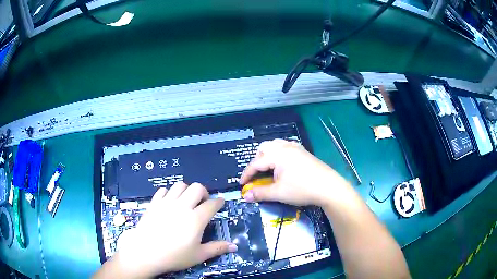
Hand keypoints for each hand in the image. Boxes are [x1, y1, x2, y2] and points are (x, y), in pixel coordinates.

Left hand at [113, 182, 237, 277]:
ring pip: (180, 185)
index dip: (219, 202)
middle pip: (197, 188)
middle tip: (203, 202)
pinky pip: (163, 190)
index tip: (220, 202)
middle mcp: (182, 206)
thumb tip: (234, 246)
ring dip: (186, 190)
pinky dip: (169, 193)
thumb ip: (217, 248)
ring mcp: (166, 203)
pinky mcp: (154, 203)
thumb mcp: (199, 255)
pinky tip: (169, 202)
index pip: (212, 204)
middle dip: (204, 192)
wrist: (145, 252)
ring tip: (187, 200)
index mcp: (196, 219)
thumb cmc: (174, 256)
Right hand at [240, 139, 349, 206]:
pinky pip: (286, 147)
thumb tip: (245, 196)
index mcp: (277, 155)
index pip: (256, 163)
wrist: (328, 187)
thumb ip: (260, 193)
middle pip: (264, 148)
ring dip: (267, 155)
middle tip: (256, 175)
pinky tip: (283, 164)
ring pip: (275, 145)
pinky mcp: (304, 152)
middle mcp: (285, 147)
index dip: (247, 174)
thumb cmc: (302, 189)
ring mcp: (296, 148)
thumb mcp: (278, 193)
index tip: (242, 184)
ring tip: (268, 168)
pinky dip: (279, 153)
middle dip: (256, 161)